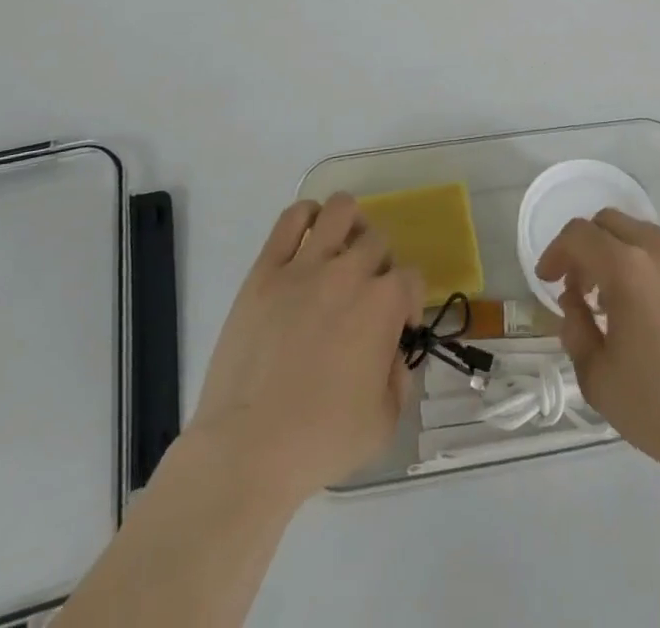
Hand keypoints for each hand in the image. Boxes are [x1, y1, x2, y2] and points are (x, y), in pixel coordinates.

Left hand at [186, 194, 421, 504]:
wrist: (247, 450)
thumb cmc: (321, 441)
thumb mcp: (384, 422)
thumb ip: (399, 378)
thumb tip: (393, 353)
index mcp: (384, 304)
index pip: (412, 277)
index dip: (409, 301)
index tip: (398, 327)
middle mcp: (349, 272)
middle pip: (377, 242)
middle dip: (379, 266)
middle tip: (364, 296)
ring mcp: (304, 267)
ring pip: (340, 210)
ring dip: (350, 224)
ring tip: (342, 248)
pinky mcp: (265, 271)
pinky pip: (290, 220)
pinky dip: (305, 216)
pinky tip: (309, 233)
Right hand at [536, 209, 659, 485]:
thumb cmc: (658, 407)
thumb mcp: (596, 376)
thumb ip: (575, 327)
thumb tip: (574, 302)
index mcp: (626, 268)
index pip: (579, 234)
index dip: (556, 252)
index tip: (548, 280)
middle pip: (611, 222)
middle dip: (588, 247)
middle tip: (582, 287)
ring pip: (646, 235)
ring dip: (622, 255)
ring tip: (620, 300)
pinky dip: (656, 268)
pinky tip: (659, 310)